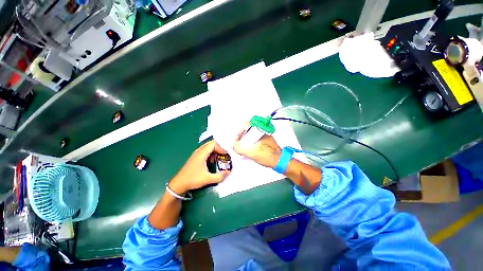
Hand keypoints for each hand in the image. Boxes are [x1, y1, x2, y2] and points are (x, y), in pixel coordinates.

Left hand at [169, 140, 229, 194]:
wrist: (179, 184)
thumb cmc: (192, 180)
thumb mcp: (207, 179)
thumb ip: (219, 176)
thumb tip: (228, 172)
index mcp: (201, 153)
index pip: (213, 144)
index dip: (221, 148)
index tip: (226, 155)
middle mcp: (199, 151)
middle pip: (211, 144)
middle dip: (219, 149)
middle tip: (224, 156)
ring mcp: (197, 154)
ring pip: (208, 148)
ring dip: (215, 152)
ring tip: (218, 160)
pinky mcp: (196, 157)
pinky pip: (205, 152)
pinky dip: (211, 154)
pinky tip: (211, 162)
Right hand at [233, 127, 281, 167]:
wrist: (280, 161)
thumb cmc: (268, 155)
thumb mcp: (251, 152)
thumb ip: (239, 148)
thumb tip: (233, 145)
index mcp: (258, 130)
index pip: (244, 125)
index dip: (239, 133)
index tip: (238, 141)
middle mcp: (261, 130)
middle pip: (247, 130)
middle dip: (242, 138)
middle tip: (240, 146)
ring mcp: (264, 135)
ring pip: (251, 135)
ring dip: (246, 142)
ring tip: (245, 150)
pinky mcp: (265, 140)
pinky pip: (255, 139)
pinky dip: (251, 144)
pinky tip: (251, 151)